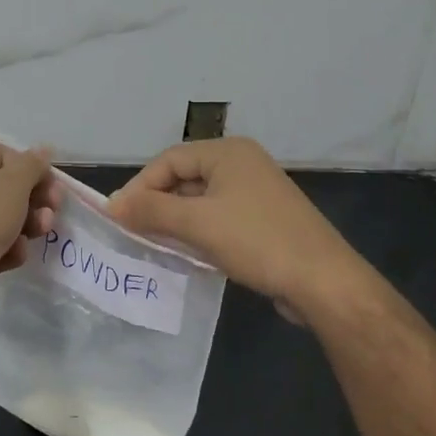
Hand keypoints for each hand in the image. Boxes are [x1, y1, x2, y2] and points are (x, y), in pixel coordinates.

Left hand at [0, 142, 59, 308]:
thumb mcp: (15, 182)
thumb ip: (33, 164)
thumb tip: (44, 148)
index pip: (6, 155)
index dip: (32, 169)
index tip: (53, 186)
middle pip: (6, 188)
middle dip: (34, 201)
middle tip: (52, 211)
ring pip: (3, 217)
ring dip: (26, 225)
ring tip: (39, 233)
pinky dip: (6, 248)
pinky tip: (12, 255)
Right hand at [108, 137, 371, 323]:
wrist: (324, 283)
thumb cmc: (257, 241)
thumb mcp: (197, 224)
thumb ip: (151, 210)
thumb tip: (110, 204)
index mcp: (227, 152)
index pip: (169, 160)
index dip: (140, 186)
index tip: (119, 216)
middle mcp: (242, 164)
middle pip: (184, 177)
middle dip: (157, 204)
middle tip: (132, 232)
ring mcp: (256, 192)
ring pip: (200, 200)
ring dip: (175, 220)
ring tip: (152, 244)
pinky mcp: (264, 219)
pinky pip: (219, 217)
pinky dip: (198, 231)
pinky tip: (186, 253)